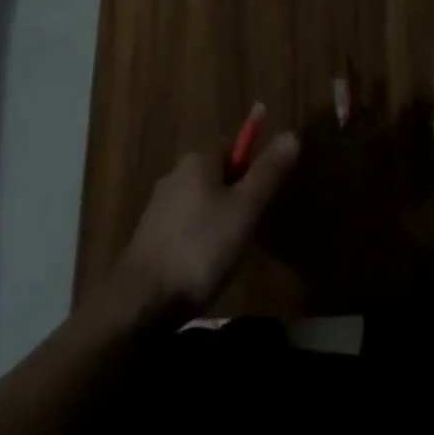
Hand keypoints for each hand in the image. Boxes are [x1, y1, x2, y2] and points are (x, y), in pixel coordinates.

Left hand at [115, 133, 299, 315]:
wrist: (141, 300)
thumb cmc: (200, 248)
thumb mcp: (244, 209)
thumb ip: (268, 172)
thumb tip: (292, 134)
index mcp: (198, 160)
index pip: (235, 150)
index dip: (253, 175)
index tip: (261, 205)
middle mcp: (175, 174)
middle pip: (219, 178)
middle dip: (237, 202)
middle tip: (249, 233)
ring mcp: (159, 206)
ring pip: (203, 205)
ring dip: (219, 224)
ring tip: (228, 256)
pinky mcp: (150, 236)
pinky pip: (186, 228)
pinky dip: (200, 241)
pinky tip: (204, 269)